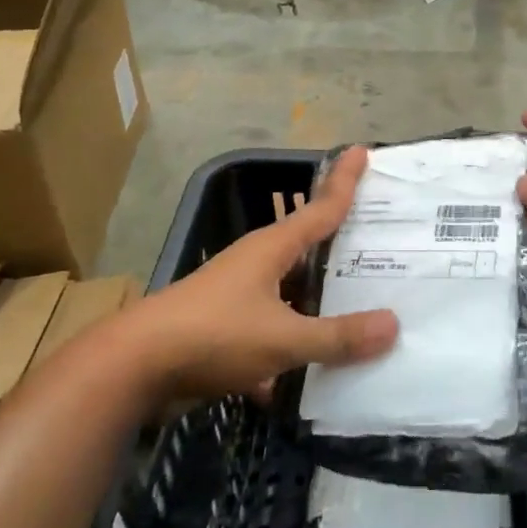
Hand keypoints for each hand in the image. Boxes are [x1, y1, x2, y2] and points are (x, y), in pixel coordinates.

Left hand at [119, 146, 398, 402]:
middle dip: (343, 248)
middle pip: (309, 248)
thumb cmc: (213, 335)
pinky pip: (272, 331)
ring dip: (321, 303)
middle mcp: (257, 264)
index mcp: (271, 249)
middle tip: (386, 244)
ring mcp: (238, 296)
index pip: (321, 207)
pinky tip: (315, 378)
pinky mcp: (225, 329)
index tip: (364, 150)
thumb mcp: (283, 338)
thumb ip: (337, 336)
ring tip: (364, 311)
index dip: (345, 181)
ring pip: (292, 293)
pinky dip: (292, 347)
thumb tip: (393, 325)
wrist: (133, 368)